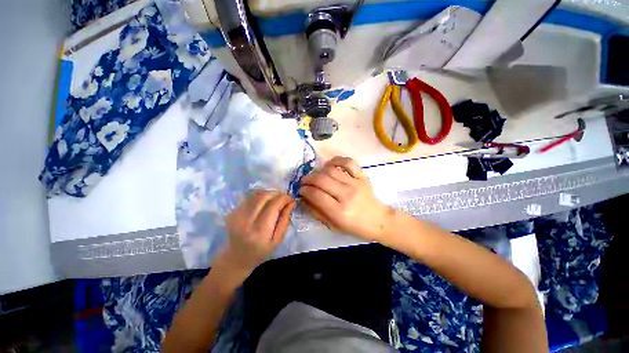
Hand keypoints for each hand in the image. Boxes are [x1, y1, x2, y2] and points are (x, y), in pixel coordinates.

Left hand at [220, 190, 294, 273]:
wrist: (236, 257)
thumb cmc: (261, 251)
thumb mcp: (278, 240)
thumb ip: (285, 220)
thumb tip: (292, 202)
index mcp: (259, 231)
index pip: (273, 206)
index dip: (284, 199)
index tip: (291, 199)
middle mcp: (245, 221)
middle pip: (263, 197)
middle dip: (277, 193)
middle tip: (284, 197)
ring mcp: (236, 215)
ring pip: (256, 194)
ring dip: (269, 193)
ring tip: (276, 199)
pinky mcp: (232, 211)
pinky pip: (249, 197)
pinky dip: (260, 196)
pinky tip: (265, 202)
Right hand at [299, 156, 393, 241]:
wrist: (379, 220)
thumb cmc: (355, 227)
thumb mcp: (334, 226)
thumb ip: (317, 212)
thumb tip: (304, 198)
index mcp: (339, 212)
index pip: (316, 195)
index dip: (304, 190)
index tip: (301, 190)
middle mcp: (347, 195)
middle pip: (321, 180)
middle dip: (308, 179)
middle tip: (304, 182)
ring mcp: (356, 183)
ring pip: (331, 170)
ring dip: (319, 171)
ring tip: (316, 176)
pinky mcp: (362, 176)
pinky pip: (348, 162)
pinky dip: (336, 160)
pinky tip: (330, 165)